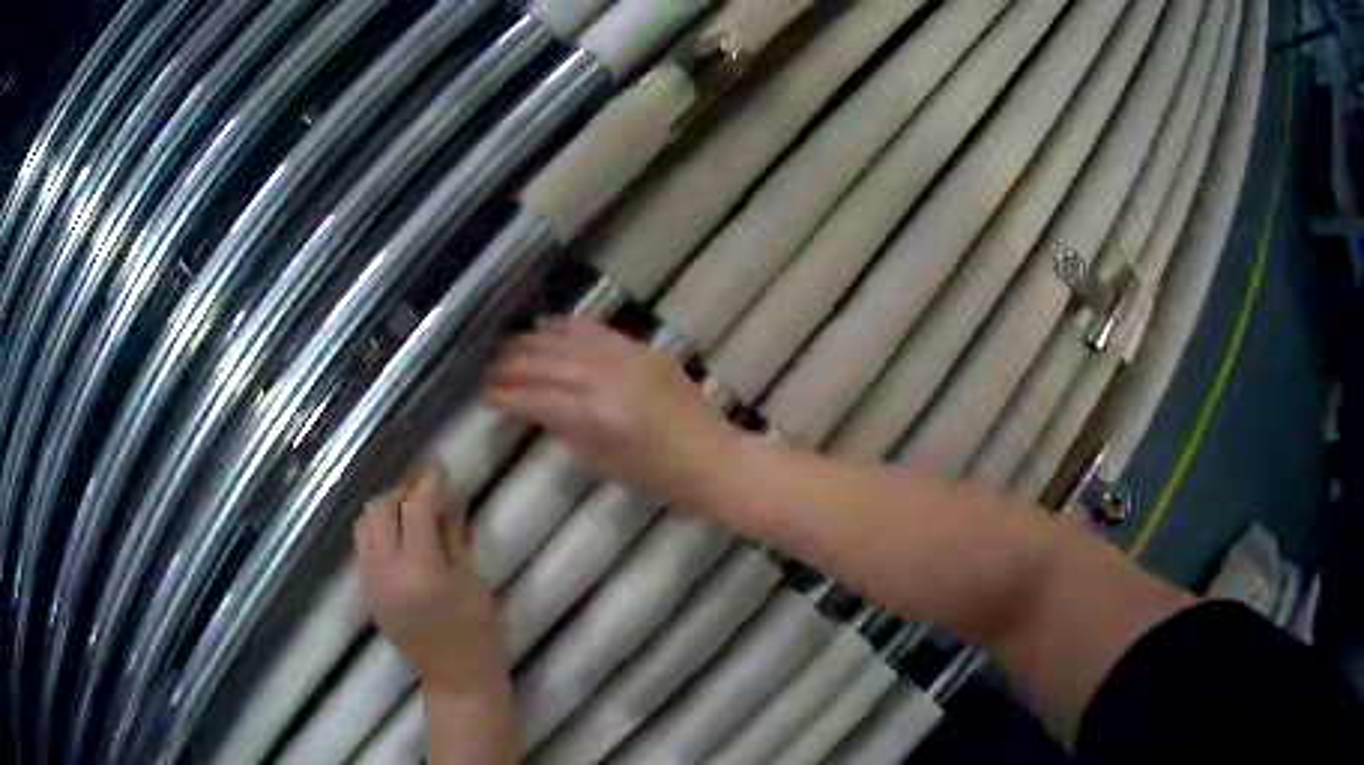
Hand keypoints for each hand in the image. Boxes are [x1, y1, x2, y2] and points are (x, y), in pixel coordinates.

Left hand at [353, 465, 507, 696]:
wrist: (455, 678)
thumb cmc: (477, 633)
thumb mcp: (473, 581)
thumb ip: (454, 535)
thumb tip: (447, 496)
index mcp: (421, 570)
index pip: (416, 508)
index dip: (428, 482)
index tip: (438, 467)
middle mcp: (386, 572)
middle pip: (380, 510)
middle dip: (401, 492)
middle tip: (425, 488)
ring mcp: (371, 583)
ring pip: (364, 526)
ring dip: (385, 510)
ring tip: (409, 511)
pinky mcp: (366, 593)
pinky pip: (362, 547)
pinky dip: (377, 532)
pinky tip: (399, 537)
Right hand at [486, 318, 738, 503]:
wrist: (709, 458)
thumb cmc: (653, 476)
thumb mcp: (597, 461)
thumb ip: (561, 428)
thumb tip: (532, 405)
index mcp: (591, 418)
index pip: (535, 399)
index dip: (507, 396)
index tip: (488, 396)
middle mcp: (603, 381)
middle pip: (545, 364)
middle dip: (512, 366)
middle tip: (490, 369)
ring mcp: (624, 359)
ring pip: (566, 341)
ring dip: (533, 341)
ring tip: (509, 345)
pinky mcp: (641, 349)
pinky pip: (596, 330)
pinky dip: (567, 326)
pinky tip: (547, 325)